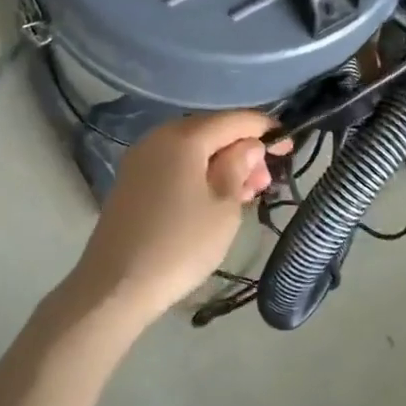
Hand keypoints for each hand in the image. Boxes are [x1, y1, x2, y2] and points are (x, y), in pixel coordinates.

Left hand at [67, 111, 282, 322]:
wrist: (115, 285)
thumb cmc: (180, 244)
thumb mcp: (223, 207)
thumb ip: (239, 167)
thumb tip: (249, 145)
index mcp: (184, 137)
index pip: (234, 119)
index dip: (265, 129)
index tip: (290, 147)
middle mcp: (159, 137)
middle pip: (211, 131)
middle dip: (243, 150)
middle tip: (267, 181)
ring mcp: (141, 158)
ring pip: (193, 150)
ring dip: (222, 164)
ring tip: (246, 193)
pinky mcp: (132, 181)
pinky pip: (175, 165)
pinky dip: (199, 174)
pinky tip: (214, 198)